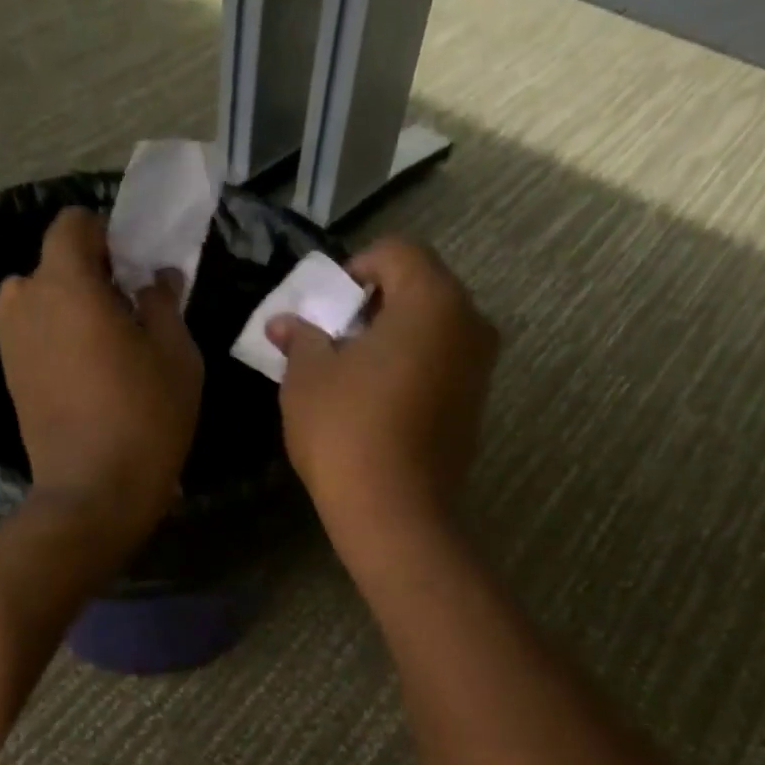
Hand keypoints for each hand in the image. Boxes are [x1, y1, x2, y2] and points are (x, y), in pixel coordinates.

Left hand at [0, 207, 203, 548]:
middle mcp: (25, 300)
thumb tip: (154, 278)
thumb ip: (163, 302)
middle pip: (56, 264)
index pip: (73, 223)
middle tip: (131, 313)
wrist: (93, 491)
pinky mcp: (11, 375)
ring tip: (109, 348)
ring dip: (73, 309)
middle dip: (92, 276)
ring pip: (43, 301)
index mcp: (65, 283)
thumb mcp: (176, 354)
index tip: (136, 270)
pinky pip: (36, 335)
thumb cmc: (145, 417)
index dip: (107, 236)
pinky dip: (59, 339)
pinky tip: (90, 376)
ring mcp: (10, 341)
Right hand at [270, 237, 496, 555]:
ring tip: (353, 372)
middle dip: (374, 304)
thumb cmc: (346, 432)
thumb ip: (301, 337)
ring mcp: (480, 367)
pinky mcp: (475, 405)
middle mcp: (470, 323)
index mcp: (433, 300)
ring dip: (393, 337)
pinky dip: (412, 366)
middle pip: (420, 288)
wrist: (394, 513)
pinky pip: (442, 363)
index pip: (396, 252)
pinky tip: (379, 401)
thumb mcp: (308, 378)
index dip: (354, 269)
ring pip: (433, 328)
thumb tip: (284, 323)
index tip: (325, 307)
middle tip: (334, 338)